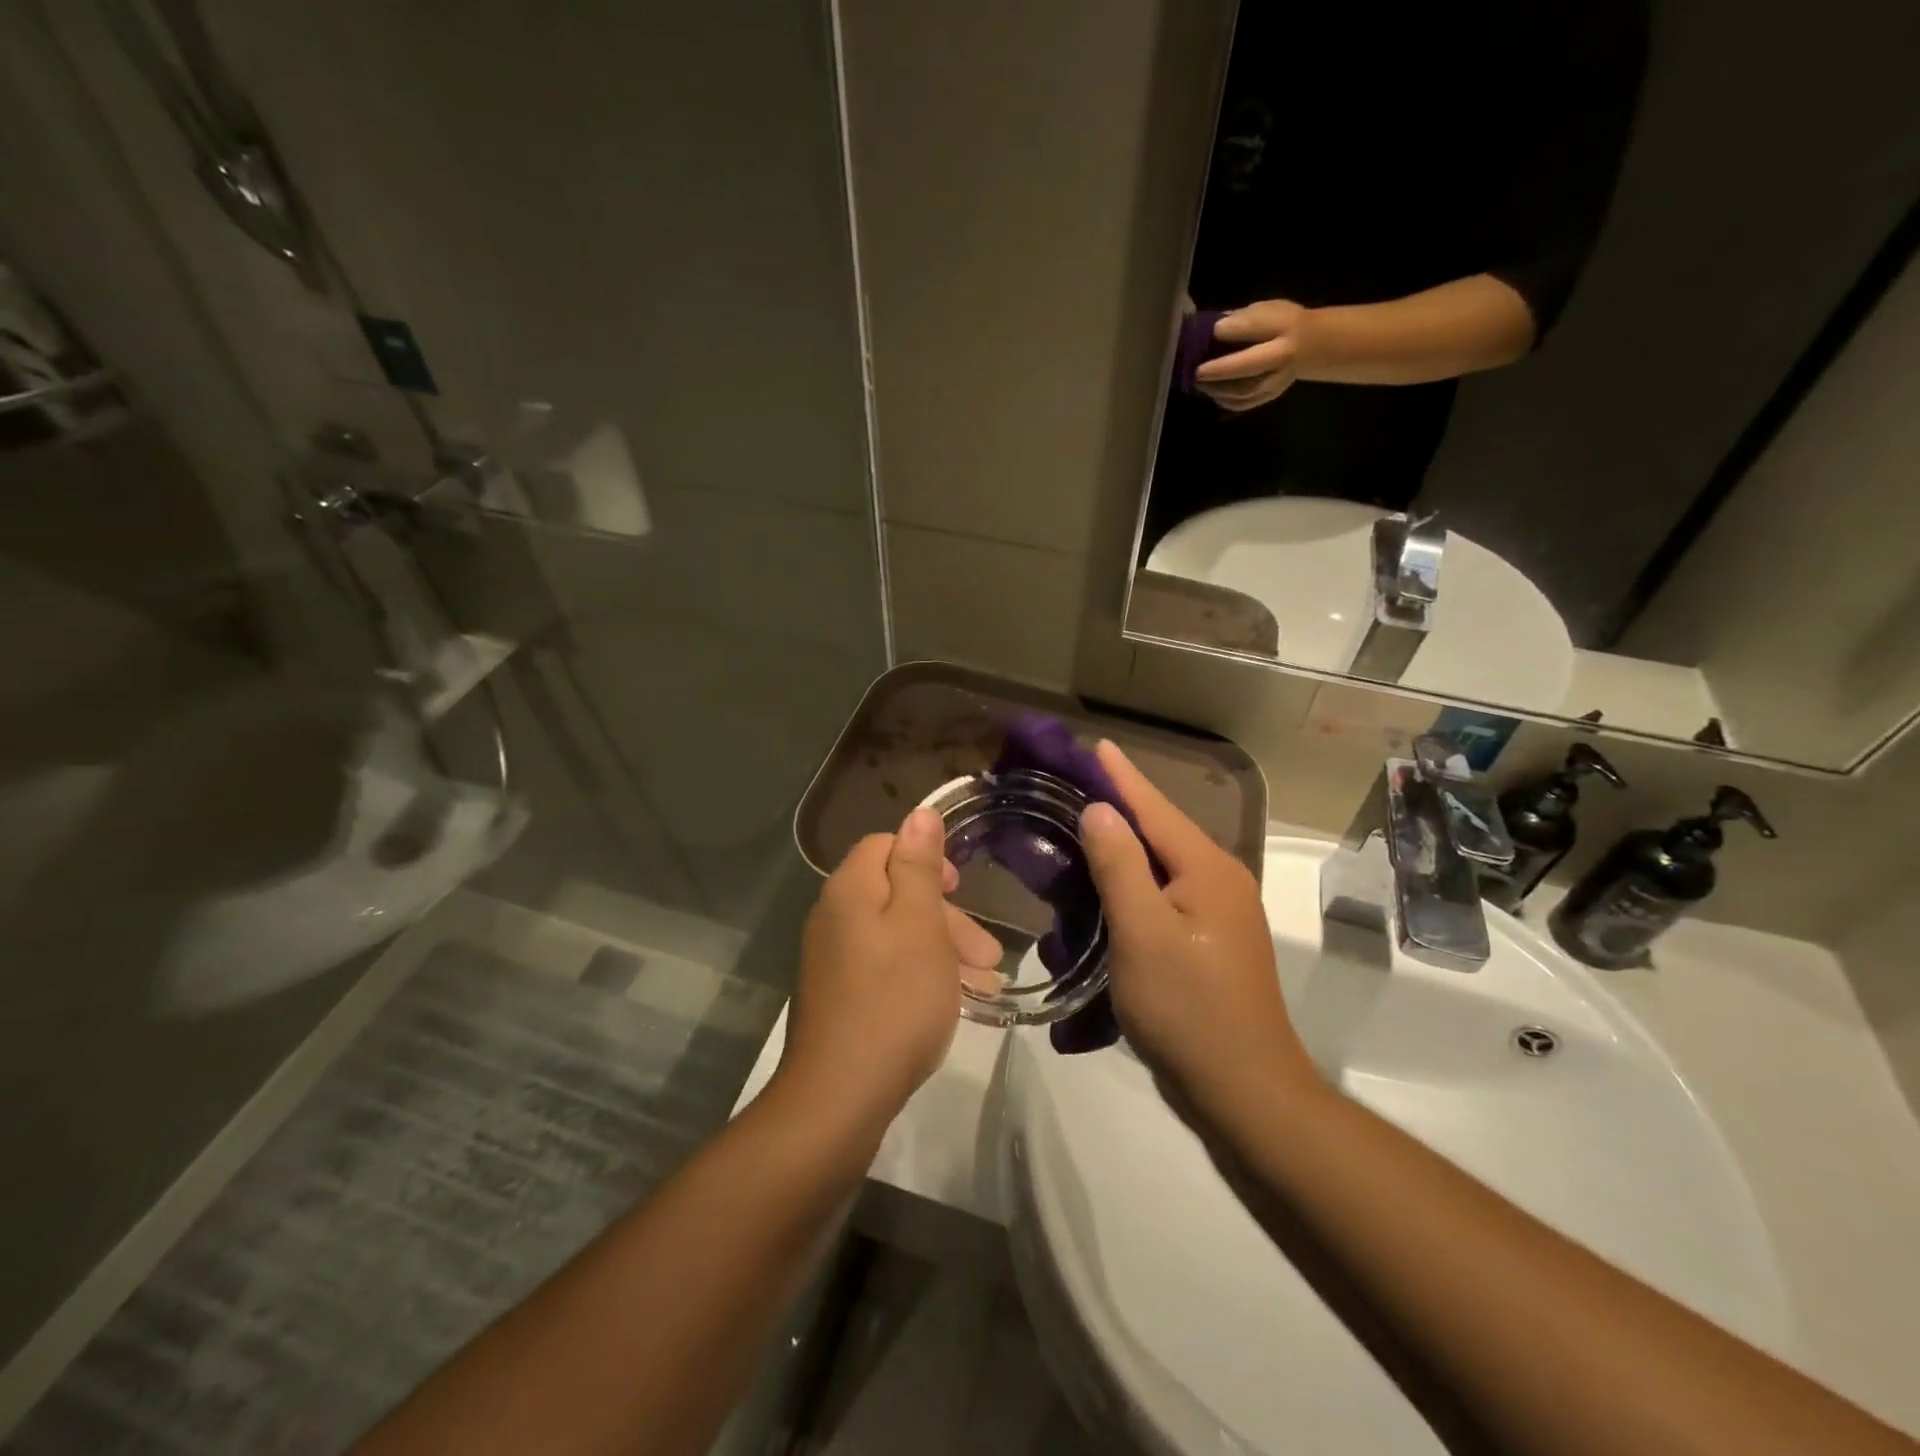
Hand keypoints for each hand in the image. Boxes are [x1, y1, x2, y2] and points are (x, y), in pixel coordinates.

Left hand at [778, 807, 1004, 1124]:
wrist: (840, 1096)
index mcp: (850, 890)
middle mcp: (834, 917)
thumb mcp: (919, 924)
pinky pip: (887, 968)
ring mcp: (833, 960)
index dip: (926, 858)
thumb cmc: (894, 999)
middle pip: (896, 894)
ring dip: (943, 950)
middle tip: (989, 953)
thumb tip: (918, 812)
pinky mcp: (840, 996)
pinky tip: (955, 1001)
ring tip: (986, 983)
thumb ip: (919, 865)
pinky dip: (922, 975)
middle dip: (947, 917)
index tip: (959, 888)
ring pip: (897, 935)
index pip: (885, 845)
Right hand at [1078, 742, 1315, 1117]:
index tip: (1095, 744)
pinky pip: (1164, 894)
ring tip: (1081, 827)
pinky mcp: (1209, 940)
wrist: (1244, 1089)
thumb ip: (1120, 866)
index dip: (1122, 776)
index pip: (1155, 808)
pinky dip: (1133, 881)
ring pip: (1162, 864)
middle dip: (1120, 805)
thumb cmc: (1188, 1008)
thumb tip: (1100, 809)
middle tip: (1073, 785)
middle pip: (1161, 831)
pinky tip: (1106, 885)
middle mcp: (1219, 880)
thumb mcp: (1143, 933)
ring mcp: (1218, 912)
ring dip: (1124, 845)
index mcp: (1207, 869)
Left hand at [1195, 299, 1314, 410]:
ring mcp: (1277, 380)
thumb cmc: (1280, 323)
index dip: (1228, 330)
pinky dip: (1225, 400)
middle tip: (1197, 371)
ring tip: (1200, 383)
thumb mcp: (1265, 310)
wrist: (1310, 346)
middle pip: (1248, 366)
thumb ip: (1240, 319)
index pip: (1252, 326)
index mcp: (1282, 326)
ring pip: (1243, 390)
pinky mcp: (1270, 396)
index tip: (1210, 332)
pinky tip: (1213, 394)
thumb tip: (1210, 328)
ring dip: (1218, 389)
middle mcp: (1282, 356)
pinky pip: (1244, 403)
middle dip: (1219, 370)